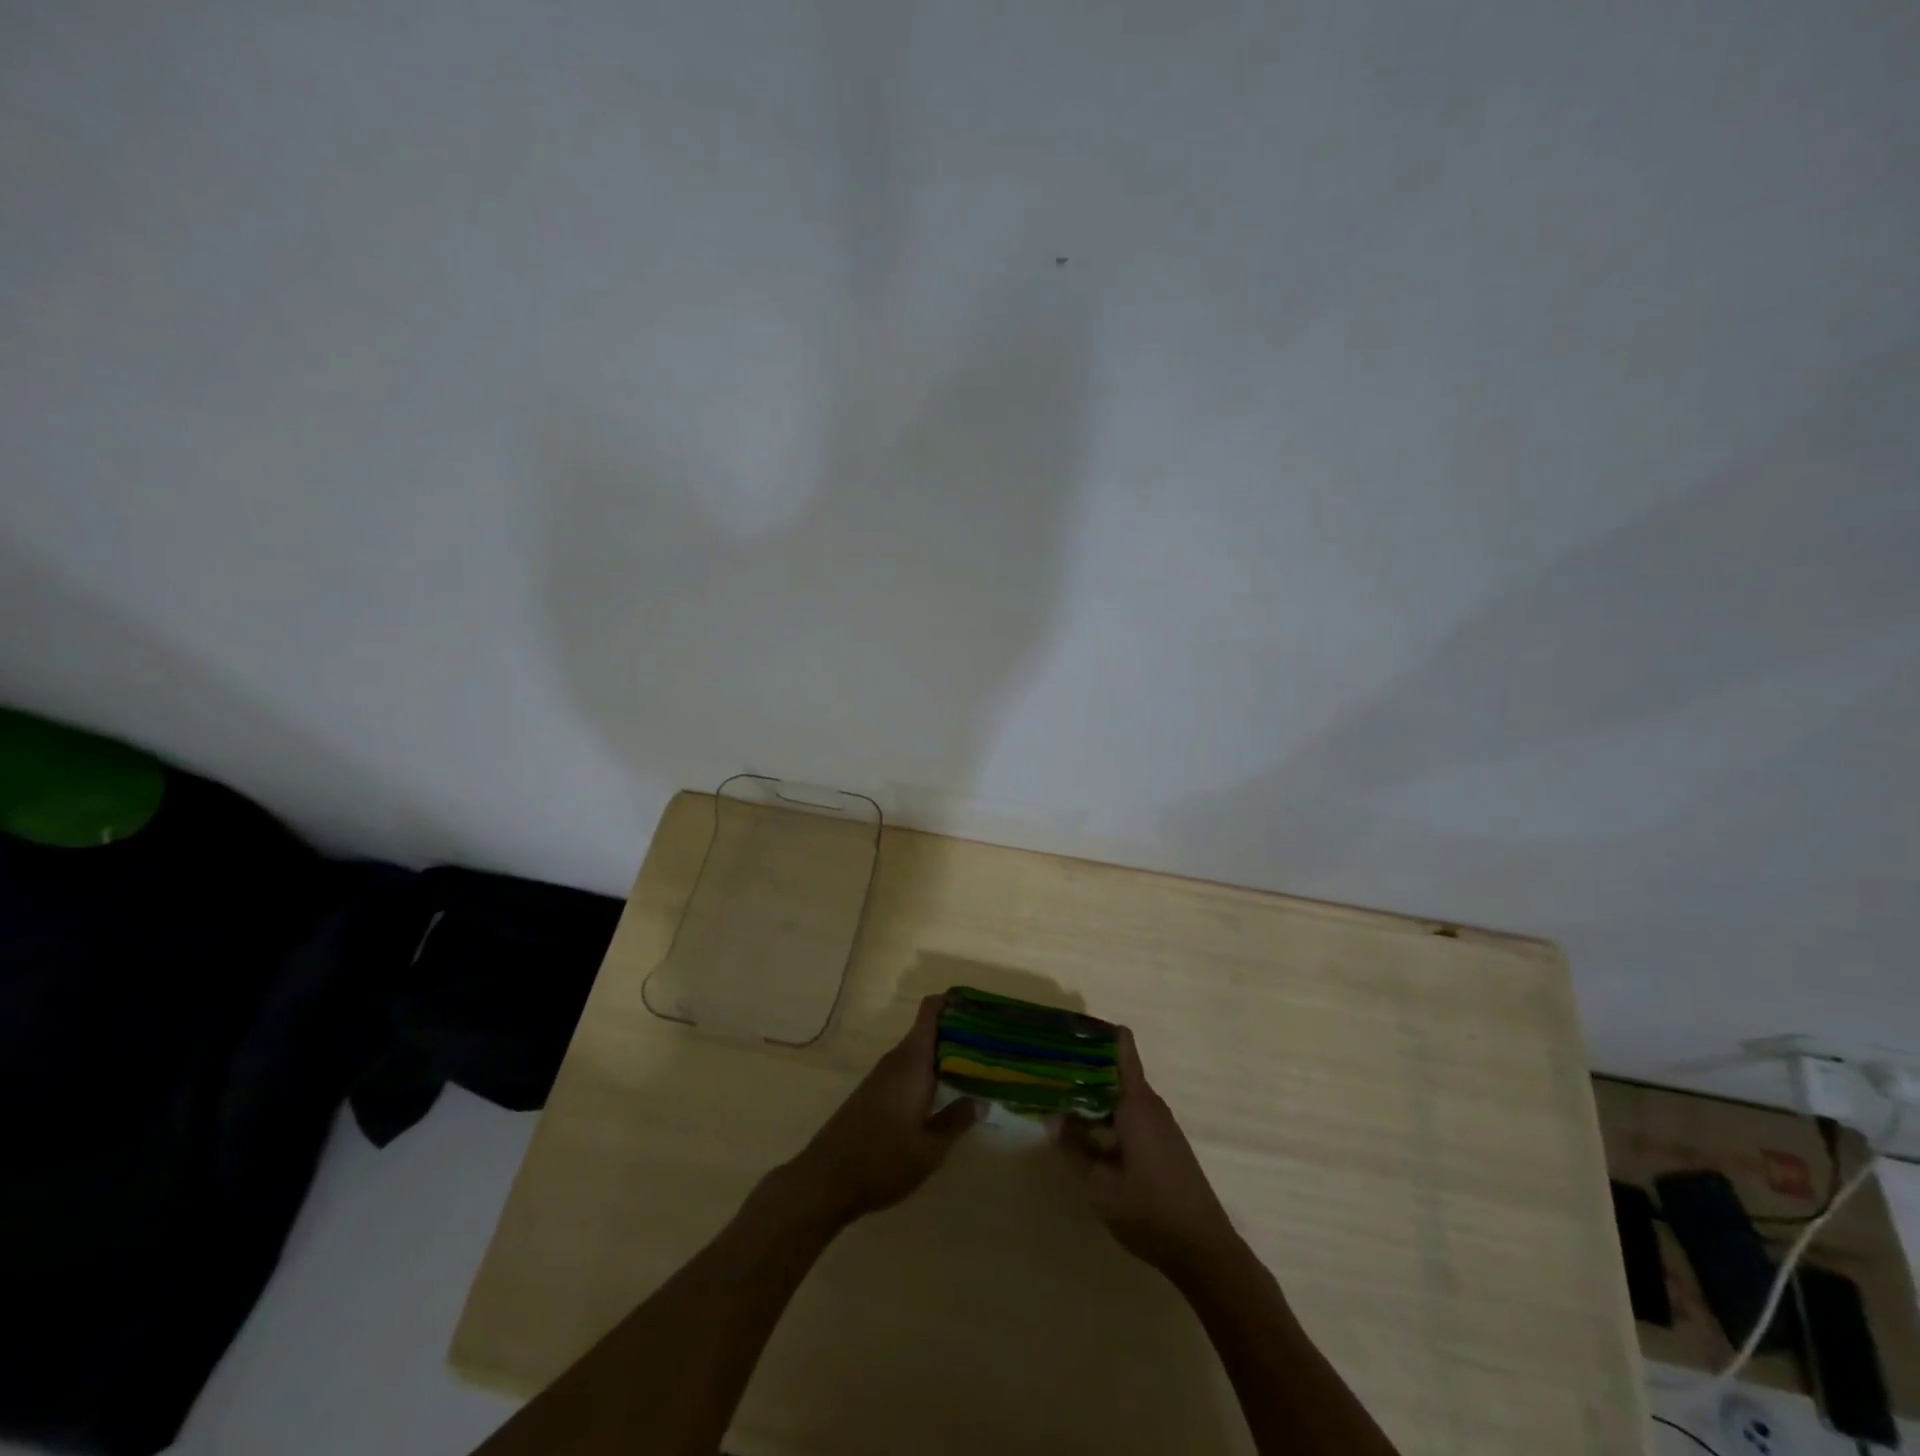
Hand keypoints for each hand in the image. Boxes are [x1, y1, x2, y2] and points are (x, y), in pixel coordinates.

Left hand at [779, 994, 976, 1226]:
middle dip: (958, 1032)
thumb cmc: (883, 1161)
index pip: (930, 1011)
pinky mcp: (874, 1091)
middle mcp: (897, 1059)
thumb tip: (982, 1100)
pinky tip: (945, 1091)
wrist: (826, 1180)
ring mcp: (883, 1075)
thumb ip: (957, 1120)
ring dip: (944, 1054)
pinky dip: (928, 1071)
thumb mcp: (930, 1149)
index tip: (980, 1008)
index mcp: (912, 1062)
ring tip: (976, 1066)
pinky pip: (907, 1068)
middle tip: (990, 1044)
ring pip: (919, 1051)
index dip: (953, 1002)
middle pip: (929, 1029)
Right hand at [1054, 1026, 1238, 1275]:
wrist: (1204, 1251)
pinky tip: (1089, 1134)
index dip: (1099, 1032)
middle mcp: (1151, 1106)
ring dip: (1096, 1097)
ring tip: (1062, 1099)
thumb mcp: (1099, 1185)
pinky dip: (1109, 1117)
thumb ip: (1074, 1149)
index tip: (1072, 1027)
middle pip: (1117, 1072)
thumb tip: (1052, 1118)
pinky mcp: (1166, 1146)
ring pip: (1123, 1097)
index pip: (1123, 1048)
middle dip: (1086, 1068)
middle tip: (1051, 1067)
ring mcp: (1161, 1126)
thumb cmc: (1149, 1211)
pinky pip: (1132, 1117)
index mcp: (1137, 1103)